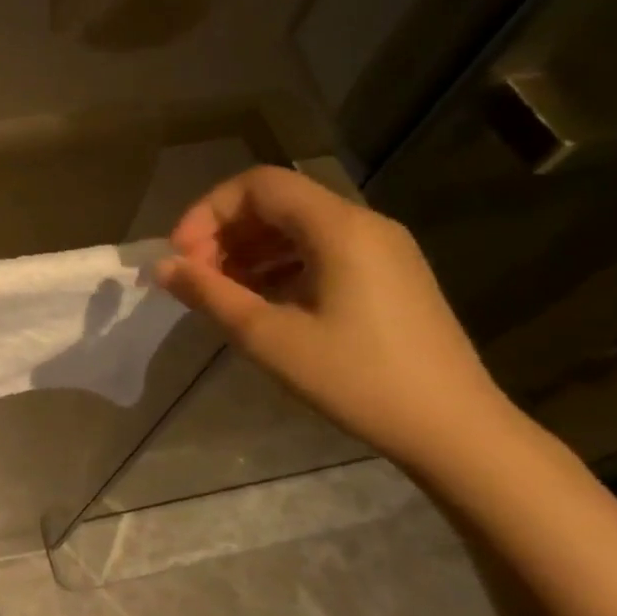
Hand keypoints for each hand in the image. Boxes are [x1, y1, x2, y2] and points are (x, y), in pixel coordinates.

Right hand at [155, 166, 513, 470]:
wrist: (454, 430)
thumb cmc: (356, 379)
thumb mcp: (269, 337)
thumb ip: (209, 294)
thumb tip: (162, 267)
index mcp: (339, 228)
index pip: (258, 185)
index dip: (208, 211)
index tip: (182, 255)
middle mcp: (364, 224)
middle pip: (277, 201)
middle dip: (225, 231)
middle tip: (197, 277)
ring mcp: (382, 249)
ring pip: (297, 226)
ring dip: (249, 249)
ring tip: (222, 292)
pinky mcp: (389, 275)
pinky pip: (321, 249)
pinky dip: (280, 264)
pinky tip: (262, 302)